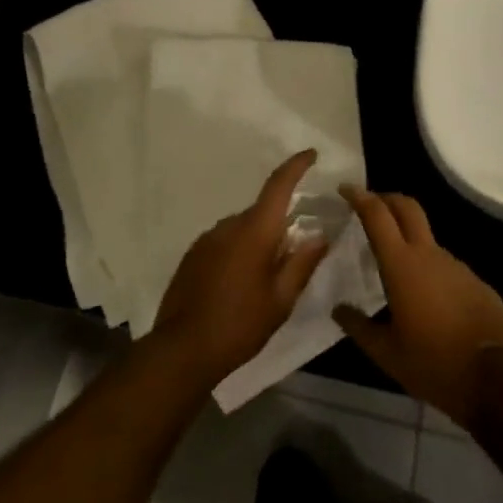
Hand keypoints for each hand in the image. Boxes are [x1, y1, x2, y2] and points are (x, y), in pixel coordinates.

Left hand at [150, 151, 329, 390]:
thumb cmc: (240, 325)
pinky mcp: (192, 255)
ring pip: (242, 229)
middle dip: (279, 226)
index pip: (278, 185)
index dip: (296, 166)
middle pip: (261, 213)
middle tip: (294, 254)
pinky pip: (224, 243)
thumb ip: (302, 264)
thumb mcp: (281, 300)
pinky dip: (237, 253)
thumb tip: (319, 236)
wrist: (183, 349)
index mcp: (255, 231)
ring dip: (256, 243)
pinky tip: (239, 286)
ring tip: (265, 279)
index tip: (310, 154)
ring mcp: (206, 239)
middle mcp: (228, 226)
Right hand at [333, 188, 502, 430]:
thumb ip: (358, 327)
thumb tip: (339, 310)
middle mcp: (429, 255)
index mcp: (401, 265)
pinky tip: (427, 301)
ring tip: (395, 269)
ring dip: (409, 241)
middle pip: (407, 207)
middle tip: (369, 205)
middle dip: (387, 199)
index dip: (359, 196)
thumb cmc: (434, 363)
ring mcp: (457, 266)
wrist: (497, 379)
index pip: (377, 215)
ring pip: (427, 240)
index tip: (345, 188)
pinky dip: (430, 271)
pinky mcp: (476, 282)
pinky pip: (446, 268)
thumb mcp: (387, 353)